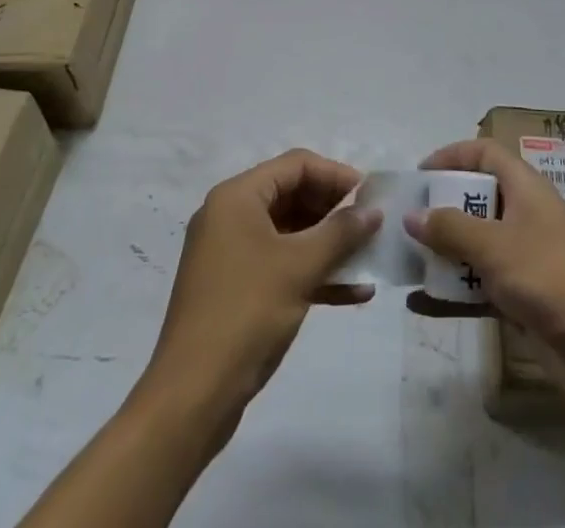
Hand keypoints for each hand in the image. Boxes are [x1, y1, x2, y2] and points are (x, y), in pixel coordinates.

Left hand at [144, 149, 380, 420]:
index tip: (371, 196)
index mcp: (237, 197)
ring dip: (329, 244)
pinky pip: (281, 265)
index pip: (296, 165)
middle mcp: (230, 216)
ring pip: (290, 233)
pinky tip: (354, 292)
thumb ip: (341, 232)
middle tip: (372, 226)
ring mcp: (231, 254)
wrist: (191, 399)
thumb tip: (374, 209)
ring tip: (369, 257)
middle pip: (293, 195)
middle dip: (335, 210)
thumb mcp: (300, 267)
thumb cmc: (246, 314)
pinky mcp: (235, 289)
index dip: (336, 175)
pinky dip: (313, 273)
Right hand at [405, 139, 564, 363]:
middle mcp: (524, 216)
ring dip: (442, 254)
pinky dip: (452, 293)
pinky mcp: (522, 299)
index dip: (453, 156)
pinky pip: (478, 287)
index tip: (419, 175)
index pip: (486, 154)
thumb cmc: (550, 275)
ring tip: (405, 263)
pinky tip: (420, 305)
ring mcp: (524, 259)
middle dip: (441, 209)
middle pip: (477, 200)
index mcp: (525, 188)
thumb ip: (451, 228)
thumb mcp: (495, 246)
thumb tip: (411, 214)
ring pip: (475, 246)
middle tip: (406, 223)